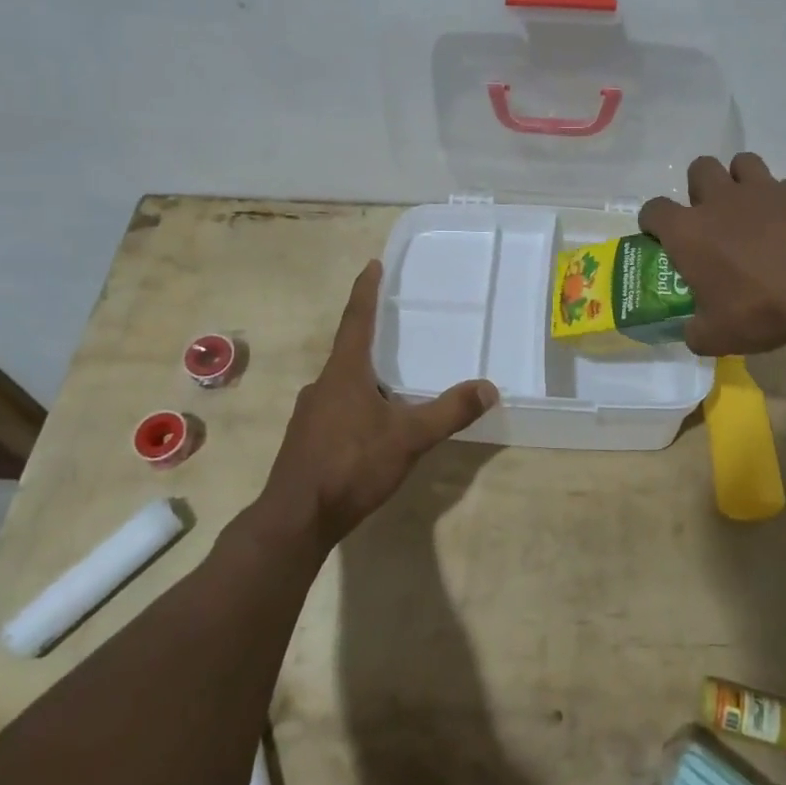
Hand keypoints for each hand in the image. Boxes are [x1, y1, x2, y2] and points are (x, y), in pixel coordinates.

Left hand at [257, 260, 497, 550]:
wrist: (296, 519)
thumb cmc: (351, 465)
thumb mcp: (409, 438)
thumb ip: (449, 412)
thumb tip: (489, 387)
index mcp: (344, 372)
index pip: (356, 319)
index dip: (366, 291)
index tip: (372, 264)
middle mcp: (323, 385)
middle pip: (349, 350)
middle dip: (371, 337)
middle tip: (396, 329)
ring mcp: (309, 414)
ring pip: (343, 383)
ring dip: (365, 377)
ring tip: (393, 384)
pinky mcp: (306, 440)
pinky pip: (337, 409)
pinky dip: (357, 404)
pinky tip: (373, 427)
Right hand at [638, 153, 785, 355]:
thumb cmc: (760, 311)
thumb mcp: (716, 336)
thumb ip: (696, 331)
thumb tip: (694, 332)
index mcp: (688, 231)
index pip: (654, 210)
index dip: (653, 222)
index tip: (660, 237)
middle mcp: (719, 200)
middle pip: (699, 168)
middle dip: (700, 188)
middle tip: (712, 218)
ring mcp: (762, 190)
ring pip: (742, 163)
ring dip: (740, 181)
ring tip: (750, 210)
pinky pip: (784, 186)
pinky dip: (783, 202)